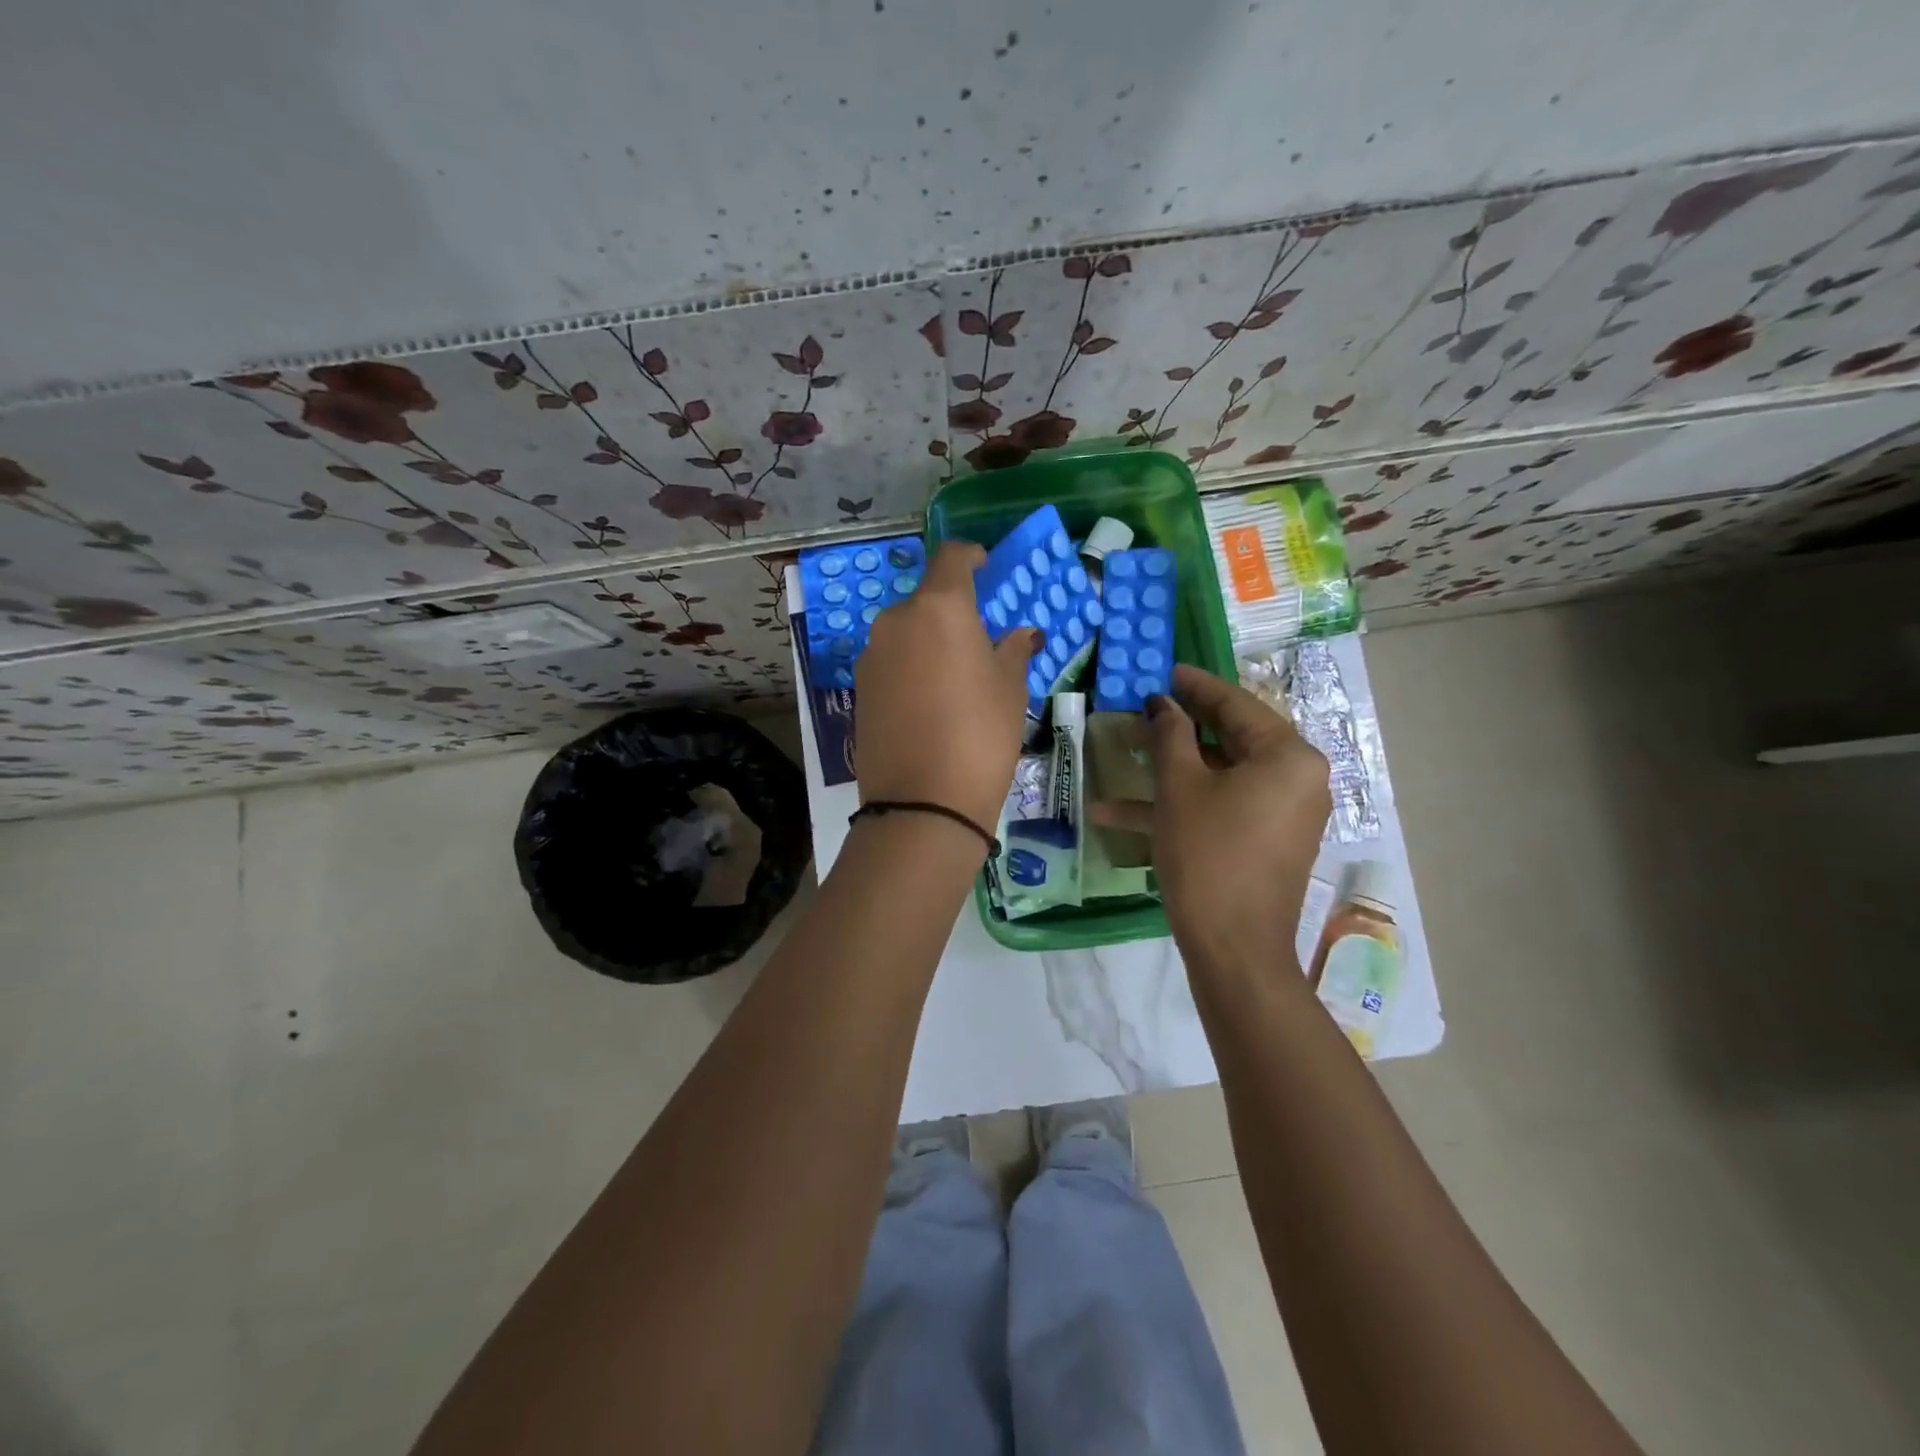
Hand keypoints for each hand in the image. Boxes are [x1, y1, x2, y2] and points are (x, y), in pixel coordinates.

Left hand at [854, 542, 1038, 835]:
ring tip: (954, 680)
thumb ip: (1013, 650)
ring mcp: (871, 654)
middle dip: (953, 612)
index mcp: (939, 608)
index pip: (951, 557)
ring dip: (929, 641)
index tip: (986, 569)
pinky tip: (928, 703)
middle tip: (978, 643)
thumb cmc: (980, 735)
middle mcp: (897, 620)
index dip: (971, 557)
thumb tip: (1022, 634)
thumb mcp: (1010, 690)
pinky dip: (910, 667)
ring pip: (906, 632)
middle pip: (927, 599)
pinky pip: (890, 661)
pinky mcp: (858, 687)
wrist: (922, 803)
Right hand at [1094, 664, 1329, 970]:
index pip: (1236, 704)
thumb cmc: (1209, 855)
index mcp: (1288, 756)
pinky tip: (1120, 812)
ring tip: (1124, 751)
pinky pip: (1223, 806)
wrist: (1235, 948)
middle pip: (1230, 737)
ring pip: (1221, 774)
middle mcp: (1297, 778)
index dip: (1194, 685)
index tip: (1162, 669)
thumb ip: (1170, 734)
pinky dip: (1183, 804)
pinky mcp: (1266, 839)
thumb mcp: (1181, 787)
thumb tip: (1161, 703)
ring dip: (1171, 769)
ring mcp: (1283, 812)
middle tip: (1142, 706)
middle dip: (1179, 727)